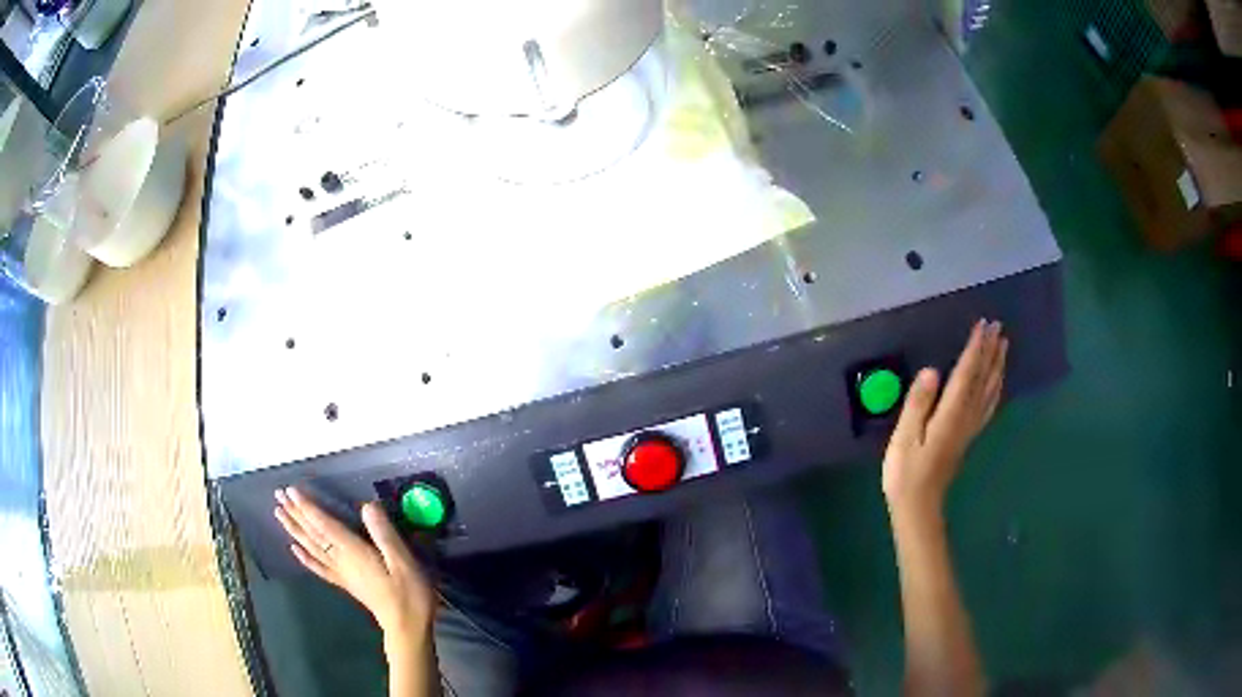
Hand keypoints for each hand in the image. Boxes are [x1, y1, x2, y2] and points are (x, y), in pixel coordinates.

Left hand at [274, 487, 435, 638]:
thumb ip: (385, 534)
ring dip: (294, 529)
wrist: (407, 627)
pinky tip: (294, 549)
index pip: (325, 525)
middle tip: (278, 495)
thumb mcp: (403, 561)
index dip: (308, 506)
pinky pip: (319, 568)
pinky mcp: (345, 583)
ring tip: (279, 514)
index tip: (291, 490)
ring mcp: (341, 573)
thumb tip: (368, 506)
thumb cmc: (409, 593)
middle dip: (295, 513)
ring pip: (312, 547)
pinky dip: (305, 557)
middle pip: (313, 533)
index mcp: (354, 552)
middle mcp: (341, 560)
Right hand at [882, 319, 1007, 514]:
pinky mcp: (968, 436)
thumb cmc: (906, 472)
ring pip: (989, 391)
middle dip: (991, 351)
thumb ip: (917, 404)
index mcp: (950, 414)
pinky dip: (995, 388)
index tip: (983, 325)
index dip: (975, 348)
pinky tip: (997, 381)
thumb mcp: (903, 438)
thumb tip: (932, 371)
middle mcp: (965, 417)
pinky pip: (987, 406)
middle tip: (999, 326)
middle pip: (983, 379)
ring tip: (1003, 346)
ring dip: (997, 366)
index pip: (966, 374)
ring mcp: (969, 427)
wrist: (918, 506)